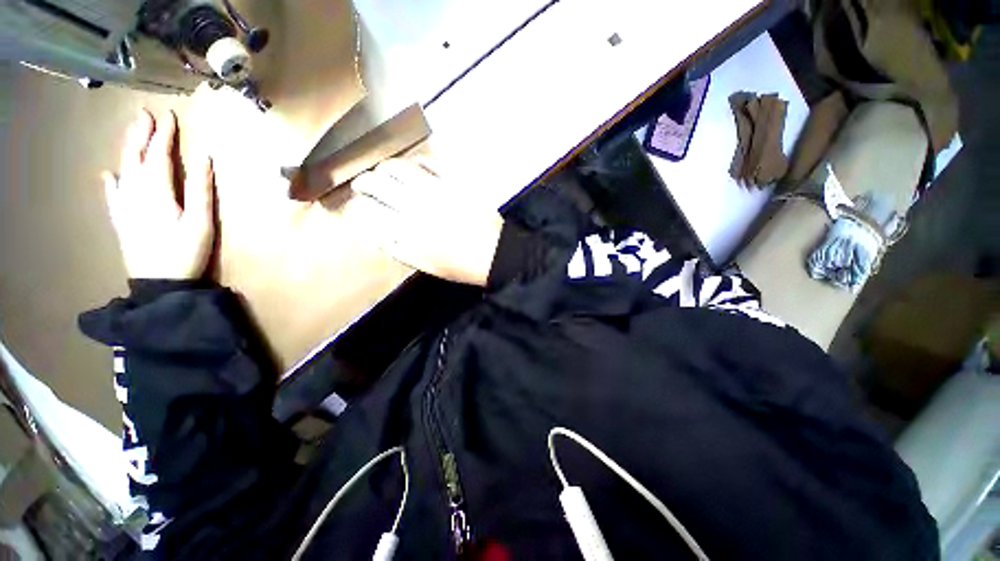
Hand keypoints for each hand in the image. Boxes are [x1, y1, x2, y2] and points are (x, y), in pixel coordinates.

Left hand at [102, 109, 215, 279]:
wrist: (159, 283)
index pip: (160, 155)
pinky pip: (113, 195)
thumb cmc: (185, 253)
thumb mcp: (201, 223)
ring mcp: (125, 206)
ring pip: (124, 169)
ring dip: (128, 149)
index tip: (169, 115)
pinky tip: (108, 173)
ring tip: (131, 132)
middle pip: (137, 157)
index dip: (164, 134)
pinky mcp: (121, 219)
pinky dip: (111, 182)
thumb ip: (201, 190)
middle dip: (141, 134)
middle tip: (144, 113)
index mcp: (157, 191)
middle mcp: (135, 192)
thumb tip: (205, 159)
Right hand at [351, 158, 503, 286]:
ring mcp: (436, 191)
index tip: (353, 206)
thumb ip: (395, 247)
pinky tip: (412, 167)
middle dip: (362, 182)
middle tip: (361, 184)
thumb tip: (372, 231)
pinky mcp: (455, 182)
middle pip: (377, 184)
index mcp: (407, 233)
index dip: (354, 207)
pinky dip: (415, 161)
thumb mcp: (424, 264)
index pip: (366, 212)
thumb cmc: (459, 265)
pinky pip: (429, 162)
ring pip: (399, 168)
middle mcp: (416, 207)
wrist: (495, 254)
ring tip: (383, 171)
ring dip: (385, 167)